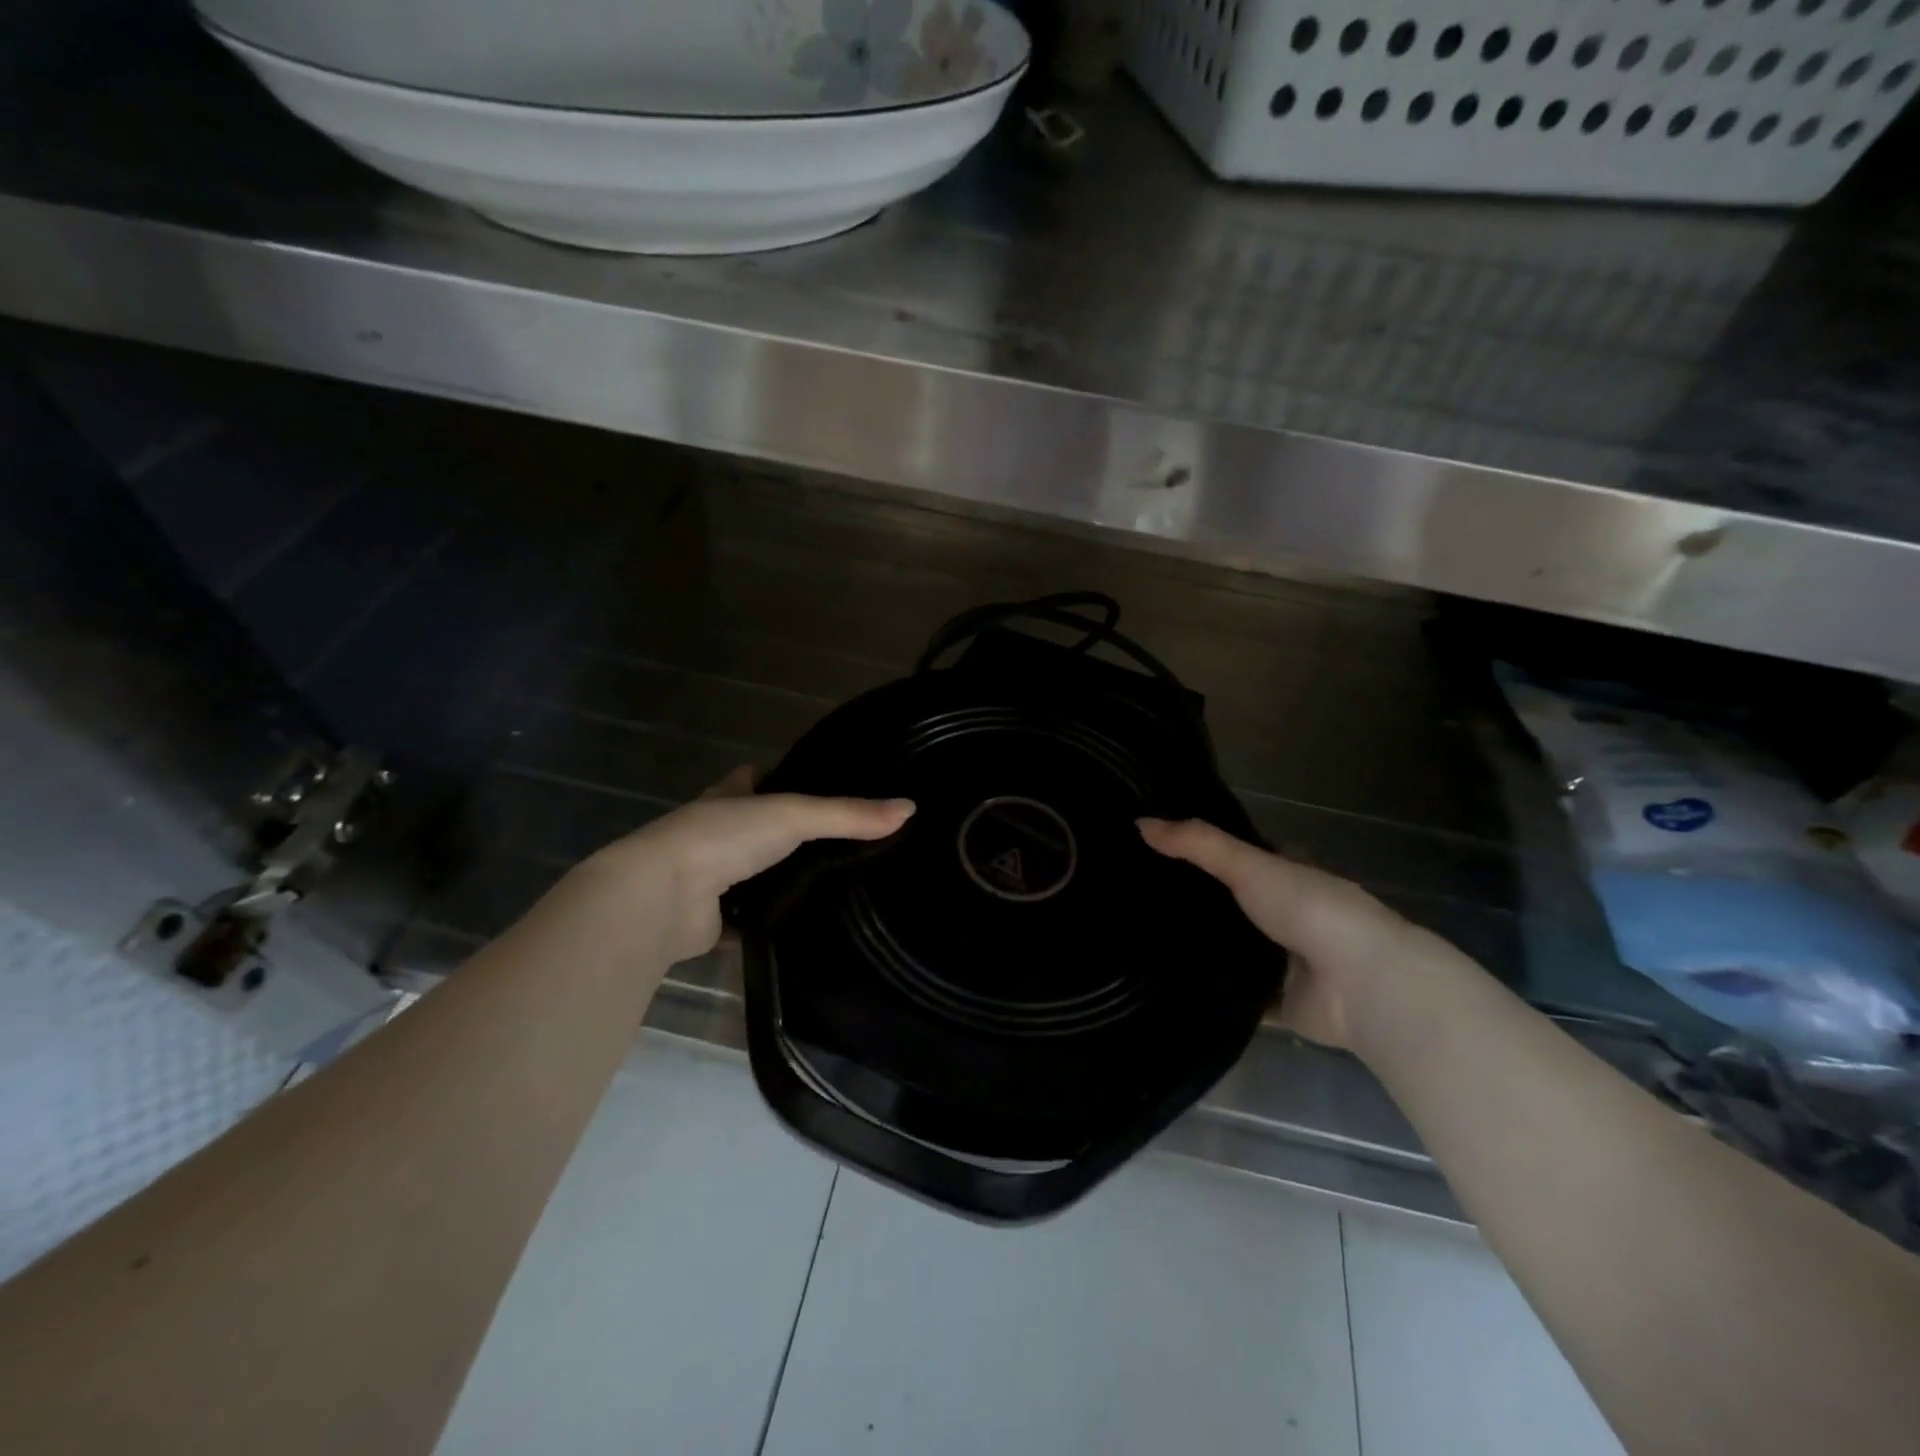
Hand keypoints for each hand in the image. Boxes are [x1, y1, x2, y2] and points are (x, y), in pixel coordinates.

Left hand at [582, 768, 913, 964]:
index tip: (828, 787)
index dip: (788, 779)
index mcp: (730, 796)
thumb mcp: (794, 815)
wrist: (662, 897)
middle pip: (761, 830)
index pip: (760, 778)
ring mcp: (711, 878)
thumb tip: (910, 808)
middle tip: (848, 846)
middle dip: (793, 838)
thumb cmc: (724, 837)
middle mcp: (718, 833)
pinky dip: (771, 925)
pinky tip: (807, 930)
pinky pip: (750, 921)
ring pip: (756, 876)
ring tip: (839, 888)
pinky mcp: (711, 920)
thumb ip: (849, 814)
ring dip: (782, 882)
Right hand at [1138, 817, 1418, 1050]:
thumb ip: (1197, 844)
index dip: (1201, 853)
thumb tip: (1138, 822)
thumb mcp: (1248, 865)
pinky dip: (1209, 993)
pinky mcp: (1277, 1002)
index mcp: (1286, 875)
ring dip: (1198, 948)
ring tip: (1137, 940)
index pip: (1237, 858)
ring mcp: (1283, 961)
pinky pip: (1234, 996)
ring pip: (1230, 951)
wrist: (1360, 985)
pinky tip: (1164, 986)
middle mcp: (1285, 915)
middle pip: (1229, 905)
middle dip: (1192, 904)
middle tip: (1134, 899)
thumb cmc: (1310, 910)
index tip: (1152, 852)